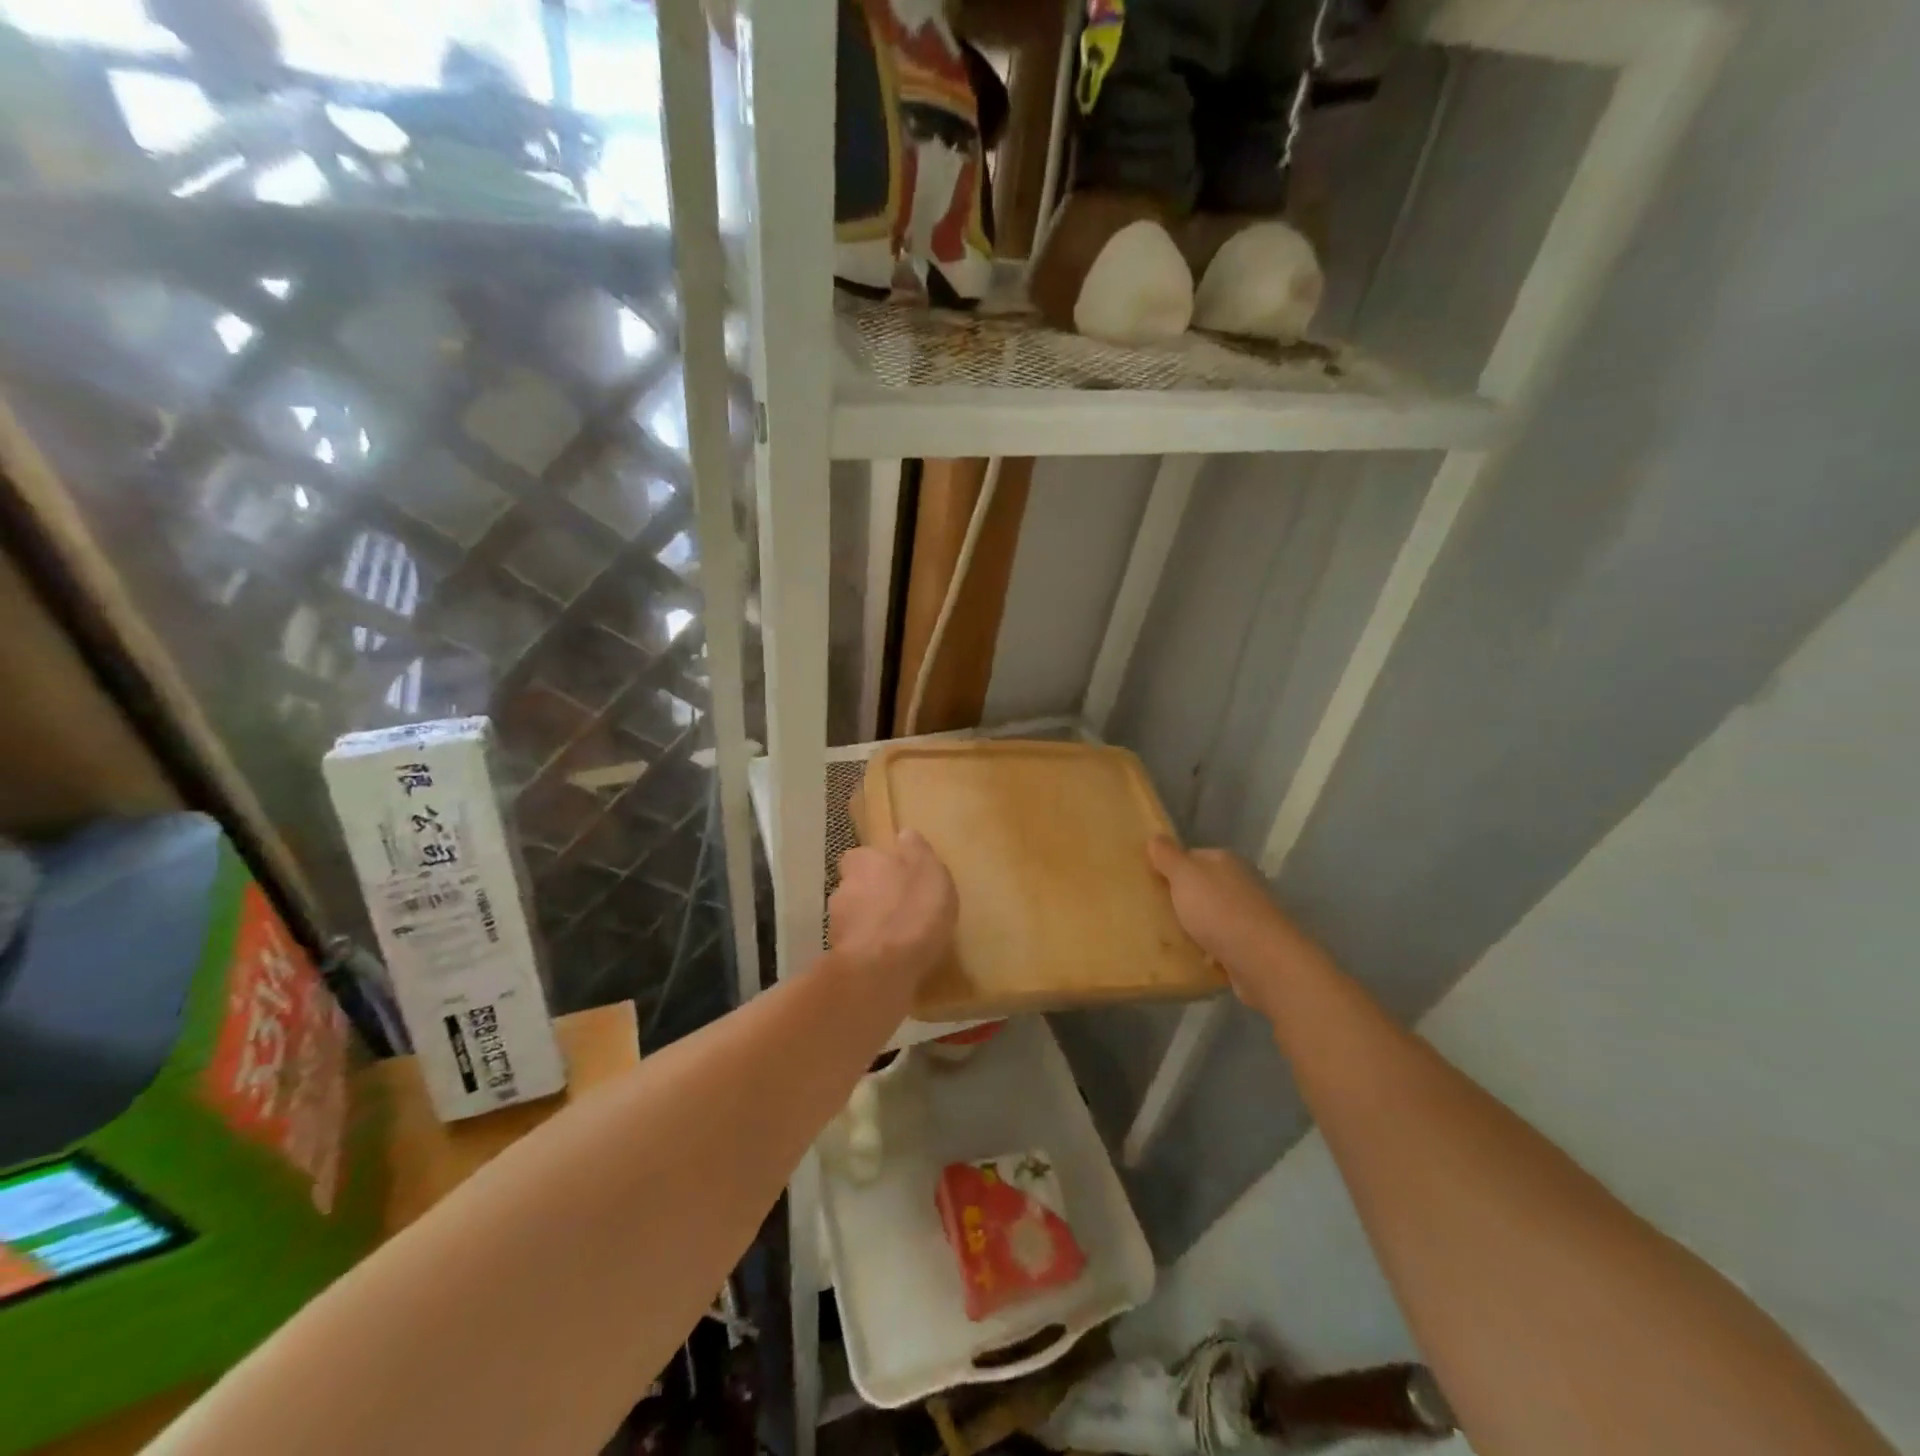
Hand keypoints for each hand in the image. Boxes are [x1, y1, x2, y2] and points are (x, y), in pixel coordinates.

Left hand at [829, 829, 957, 993]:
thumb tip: (904, 834)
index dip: (878, 865)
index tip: (896, 875)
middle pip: (856, 887)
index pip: (861, 856)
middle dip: (873, 895)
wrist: (880, 970)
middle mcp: (841, 888)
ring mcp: (835, 925)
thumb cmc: (912, 911)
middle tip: (900, 907)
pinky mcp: (838, 957)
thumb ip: (916, 851)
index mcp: (861, 862)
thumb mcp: (929, 871)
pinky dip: (869, 950)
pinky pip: (857, 947)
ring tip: (897, 938)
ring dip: (870, 924)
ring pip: (854, 918)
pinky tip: (890, 961)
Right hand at [1147, 836, 1327, 1018]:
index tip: (1149, 883)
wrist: (1263, 961)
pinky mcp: (1252, 945)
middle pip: (1202, 886)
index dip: (1170, 867)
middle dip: (1181, 898)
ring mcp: (1249, 915)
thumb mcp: (1185, 876)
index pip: (1193, 856)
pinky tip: (1191, 957)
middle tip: (1152, 911)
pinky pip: (1221, 942)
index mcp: (1226, 861)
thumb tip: (1155, 838)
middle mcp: (1241, 883)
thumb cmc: (1219, 911)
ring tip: (1166, 937)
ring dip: (1194, 925)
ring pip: (1211, 915)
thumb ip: (1168, 856)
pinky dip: (1207, 949)